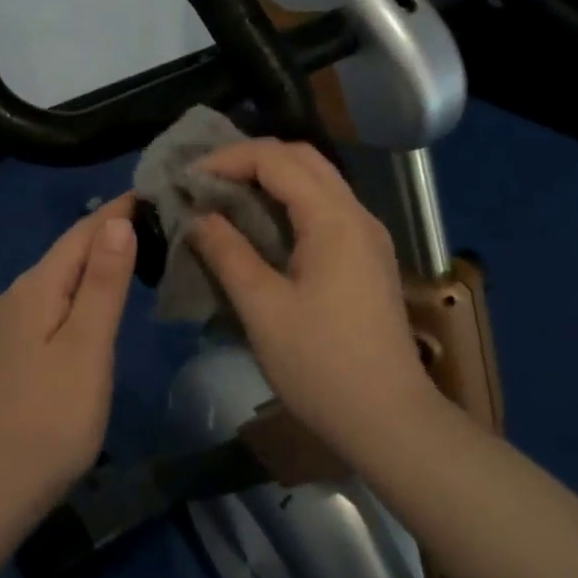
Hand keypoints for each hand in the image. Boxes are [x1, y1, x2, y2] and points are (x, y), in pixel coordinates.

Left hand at [0, 195, 137, 517]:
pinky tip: (104, 295)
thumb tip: (117, 222)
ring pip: (64, 275)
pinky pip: (57, 299)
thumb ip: (103, 283)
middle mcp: (20, 294)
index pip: (83, 232)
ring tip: (143, 246)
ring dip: (100, 258)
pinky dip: (87, 287)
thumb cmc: (51, 418)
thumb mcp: (87, 347)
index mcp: (37, 287)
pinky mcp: (17, 349)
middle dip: (112, 229)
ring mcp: (14, 323)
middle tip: (161, 216)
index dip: (119, 210)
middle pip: (71, 250)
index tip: (158, 190)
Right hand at [186, 140, 435, 454]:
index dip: (228, 159)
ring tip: (225, 196)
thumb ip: (228, 253)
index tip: (188, 179)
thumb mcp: (263, 308)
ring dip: (270, 178)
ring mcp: (368, 235)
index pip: (276, 160)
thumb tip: (197, 218)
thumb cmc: (321, 365)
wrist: (389, 419)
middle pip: (302, 158)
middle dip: (250, 159)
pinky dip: (289, 202)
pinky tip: (261, 226)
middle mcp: (357, 214)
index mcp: (333, 219)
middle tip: (205, 180)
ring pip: (317, 181)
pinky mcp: (367, 257)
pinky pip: (325, 208)